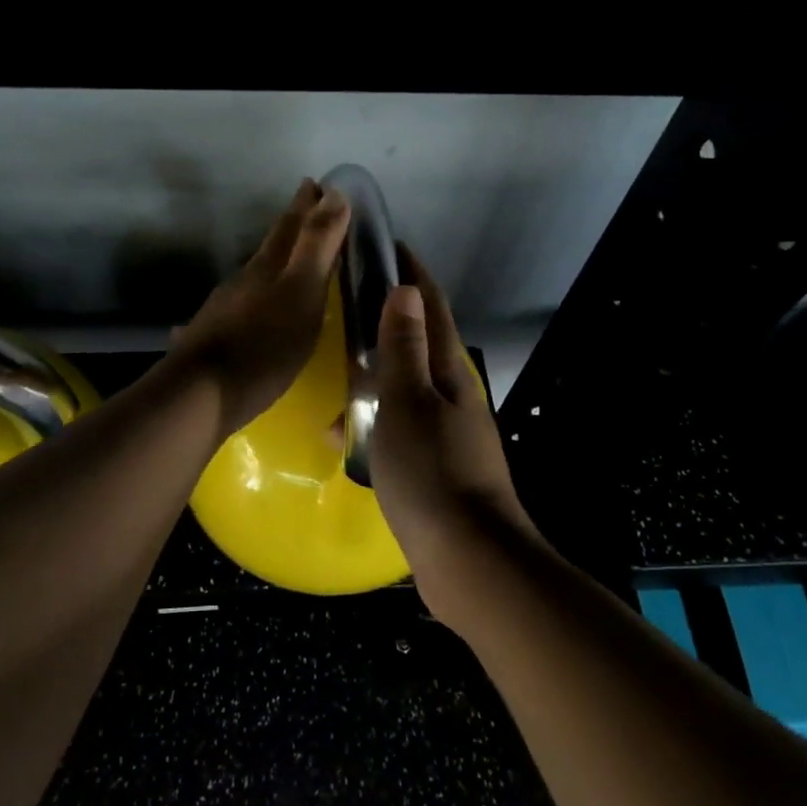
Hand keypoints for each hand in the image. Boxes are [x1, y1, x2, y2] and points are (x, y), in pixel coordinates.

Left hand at [167, 179, 349, 436]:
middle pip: (271, 247)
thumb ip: (317, 245)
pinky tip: (249, 311)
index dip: (306, 205)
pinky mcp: (214, 339)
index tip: (316, 183)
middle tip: (306, 208)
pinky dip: (254, 300)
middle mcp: (244, 281)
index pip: (291, 226)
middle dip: (291, 227)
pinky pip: (240, 308)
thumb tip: (332, 192)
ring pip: (254, 276)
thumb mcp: (301, 293)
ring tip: (290, 263)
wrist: (200, 394)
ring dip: (274, 264)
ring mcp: (224, 310)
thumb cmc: (262, 346)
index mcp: (268, 268)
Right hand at [371, 247, 541, 609]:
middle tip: (348, 301)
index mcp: (449, 373)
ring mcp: (446, 433)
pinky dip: (374, 418)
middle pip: (420, 342)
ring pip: (406, 386)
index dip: (412, 274)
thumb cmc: (432, 474)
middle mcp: (453, 396)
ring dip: (376, 371)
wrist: (469, 560)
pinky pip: (399, 426)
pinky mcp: (435, 465)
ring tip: (337, 366)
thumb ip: (403, 348)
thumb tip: (404, 289)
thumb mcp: (408, 404)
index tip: (389, 245)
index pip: (431, 308)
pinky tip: (345, 433)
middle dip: (389, 317)